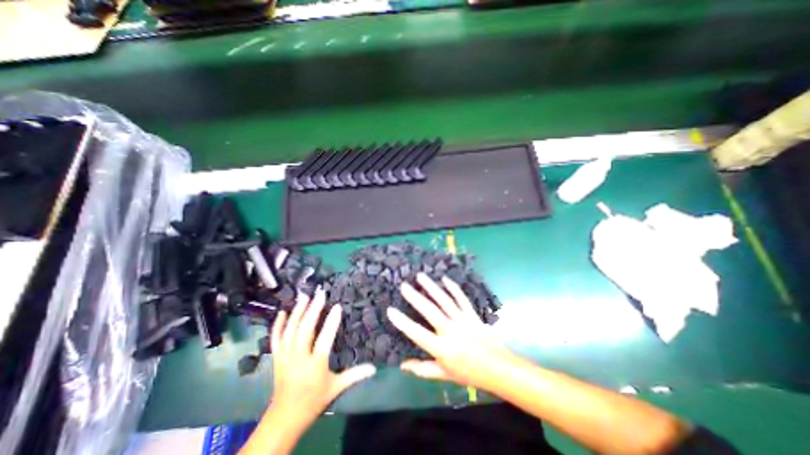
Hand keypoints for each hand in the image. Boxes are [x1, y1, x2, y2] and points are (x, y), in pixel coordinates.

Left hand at [268, 288, 375, 426]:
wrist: (285, 417)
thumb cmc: (314, 400)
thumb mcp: (336, 387)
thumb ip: (355, 375)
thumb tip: (374, 368)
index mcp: (316, 364)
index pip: (324, 338)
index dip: (331, 321)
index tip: (337, 306)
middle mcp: (299, 357)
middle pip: (305, 330)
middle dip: (313, 310)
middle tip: (320, 294)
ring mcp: (286, 356)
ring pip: (290, 330)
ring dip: (297, 312)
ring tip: (304, 296)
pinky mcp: (277, 357)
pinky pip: (276, 338)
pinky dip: (278, 325)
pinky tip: (282, 312)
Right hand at [385, 274, 510, 390]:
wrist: (497, 368)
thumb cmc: (468, 372)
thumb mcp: (443, 375)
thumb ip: (422, 369)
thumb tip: (402, 365)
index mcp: (441, 348)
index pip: (417, 334)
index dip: (403, 322)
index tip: (390, 310)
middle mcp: (450, 331)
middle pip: (430, 311)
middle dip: (415, 297)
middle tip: (404, 286)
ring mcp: (462, 320)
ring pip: (444, 300)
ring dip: (431, 287)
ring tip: (420, 276)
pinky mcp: (472, 314)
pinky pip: (461, 298)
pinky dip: (453, 288)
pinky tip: (444, 279)